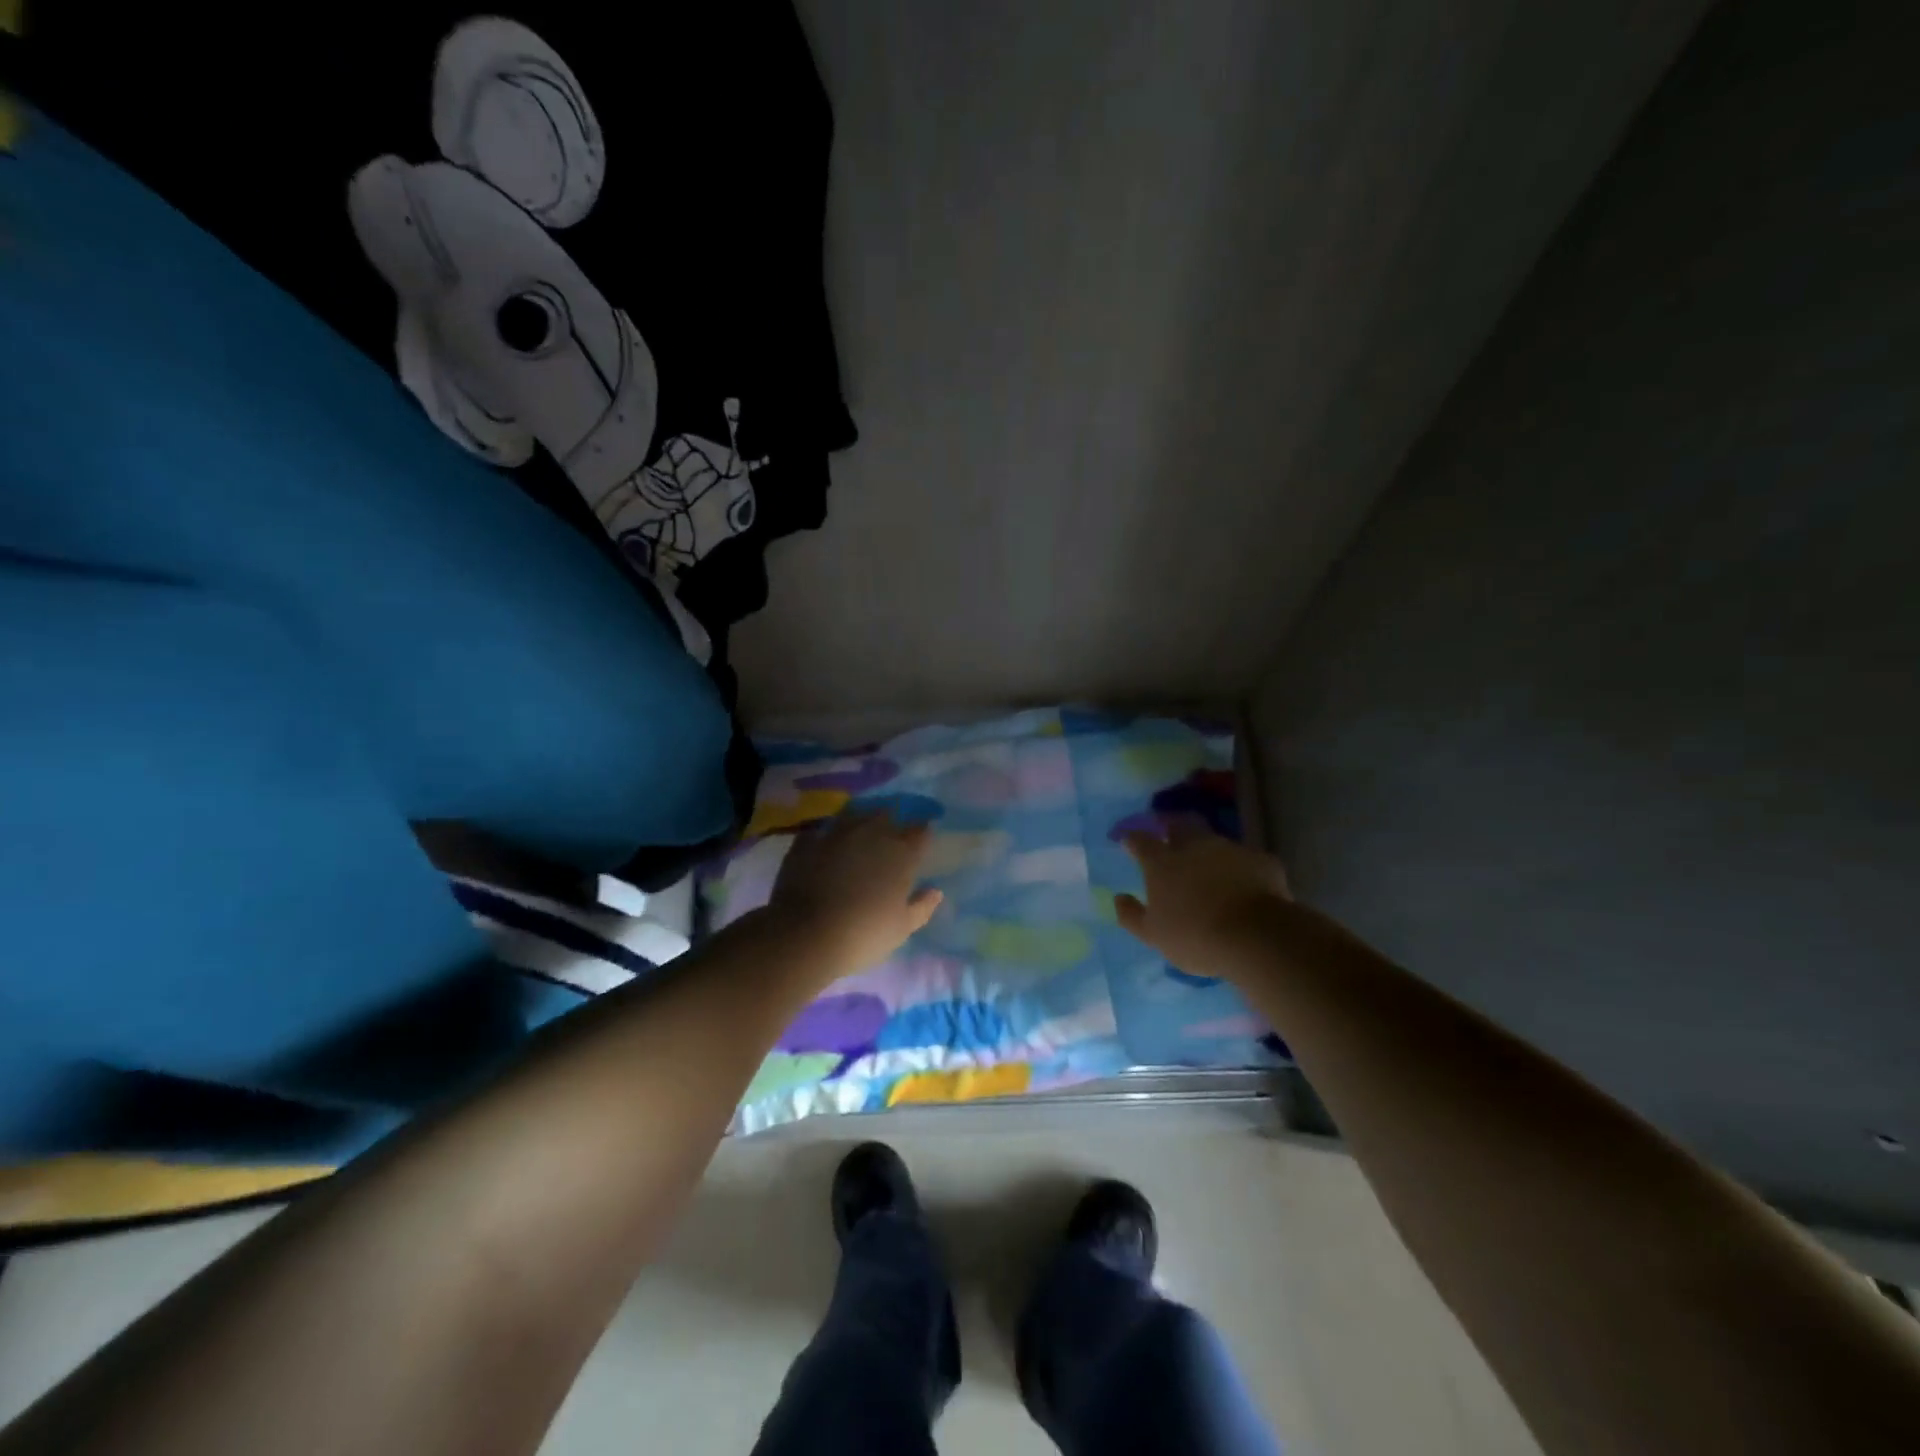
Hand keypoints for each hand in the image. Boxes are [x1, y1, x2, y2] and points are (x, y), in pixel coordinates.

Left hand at [767, 809, 943, 973]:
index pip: (920, 832)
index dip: (922, 835)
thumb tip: (935, 891)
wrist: (805, 935)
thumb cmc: (864, 934)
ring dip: (860, 821)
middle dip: (891, 822)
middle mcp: (872, 833)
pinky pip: (820, 831)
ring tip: (859, 833)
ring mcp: (836, 833)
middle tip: (890, 836)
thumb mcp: (901, 928)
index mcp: (902, 853)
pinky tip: (824, 845)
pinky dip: (826, 835)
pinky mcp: (806, 842)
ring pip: (854, 815)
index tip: (921, 841)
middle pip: (887, 815)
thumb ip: (922, 907)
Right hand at [1115, 824, 1291, 975]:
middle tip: (1168, 837)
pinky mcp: (1261, 860)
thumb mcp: (1153, 935)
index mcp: (1162, 862)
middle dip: (1170, 827)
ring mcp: (1230, 849)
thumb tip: (1118, 898)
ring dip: (1207, 849)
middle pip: (1178, 825)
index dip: (1133, 840)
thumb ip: (1132, 915)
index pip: (1141, 841)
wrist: (1257, 937)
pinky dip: (1240, 867)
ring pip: (1213, 840)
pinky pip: (1245, 859)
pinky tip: (1244, 883)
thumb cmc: (1195, 937)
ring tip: (1208, 865)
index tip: (1128, 842)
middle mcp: (1194, 846)